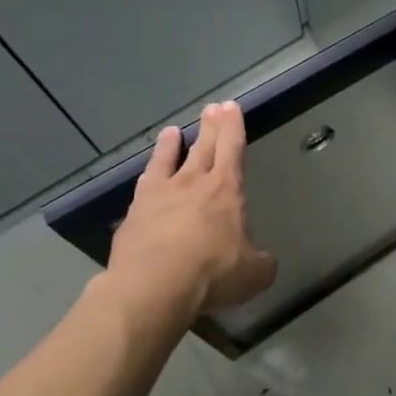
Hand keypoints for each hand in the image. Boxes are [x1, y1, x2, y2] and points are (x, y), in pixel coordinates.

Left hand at [106, 101, 275, 324]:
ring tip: (172, 131)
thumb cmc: (212, 274)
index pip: (232, 148)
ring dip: (171, 145)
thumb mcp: (255, 273)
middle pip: (204, 147)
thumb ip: (261, 261)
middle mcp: (193, 183)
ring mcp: (159, 196)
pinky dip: (148, 174)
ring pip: (168, 160)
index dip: (233, 126)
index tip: (231, 107)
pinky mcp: (134, 214)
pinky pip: (144, 185)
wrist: (152, 289)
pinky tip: (146, 174)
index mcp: (227, 189)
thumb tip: (262, 260)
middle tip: (213, 107)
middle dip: (211, 126)